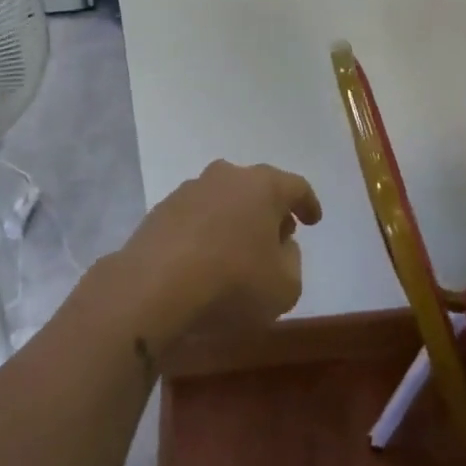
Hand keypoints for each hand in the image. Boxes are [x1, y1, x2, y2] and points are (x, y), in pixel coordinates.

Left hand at [117, 160, 321, 344]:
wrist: (153, 289)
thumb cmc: (232, 283)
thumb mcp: (285, 287)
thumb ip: (292, 262)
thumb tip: (281, 246)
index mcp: (263, 186)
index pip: (296, 186)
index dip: (308, 203)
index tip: (313, 220)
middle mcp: (226, 177)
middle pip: (257, 188)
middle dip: (269, 210)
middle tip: (277, 236)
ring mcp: (189, 191)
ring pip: (223, 200)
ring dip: (234, 220)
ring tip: (237, 252)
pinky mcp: (160, 211)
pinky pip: (195, 218)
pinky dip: (205, 233)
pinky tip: (204, 260)